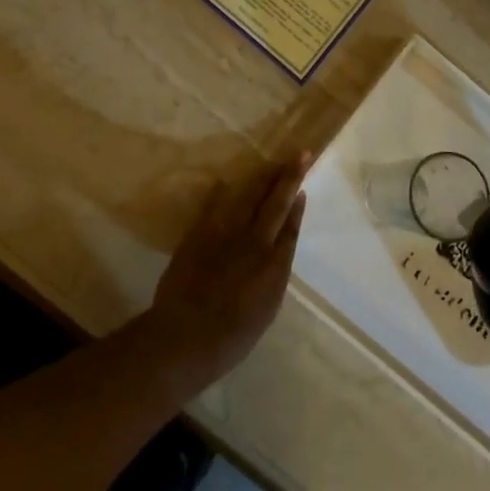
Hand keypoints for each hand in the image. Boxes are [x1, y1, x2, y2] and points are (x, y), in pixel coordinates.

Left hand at [144, 154, 309, 385]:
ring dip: (262, 177)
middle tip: (299, 153)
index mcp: (274, 266)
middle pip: (275, 203)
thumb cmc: (232, 337)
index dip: (297, 206)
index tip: (302, 186)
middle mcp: (254, 243)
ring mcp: (225, 234)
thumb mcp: (266, 309)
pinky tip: (227, 180)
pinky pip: (214, 205)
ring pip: (248, 197)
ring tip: (273, 161)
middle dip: (288, 177)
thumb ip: (273, 276)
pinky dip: (222, 192)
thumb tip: (277, 250)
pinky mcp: (200, 233)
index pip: (289, 227)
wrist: (186, 336)